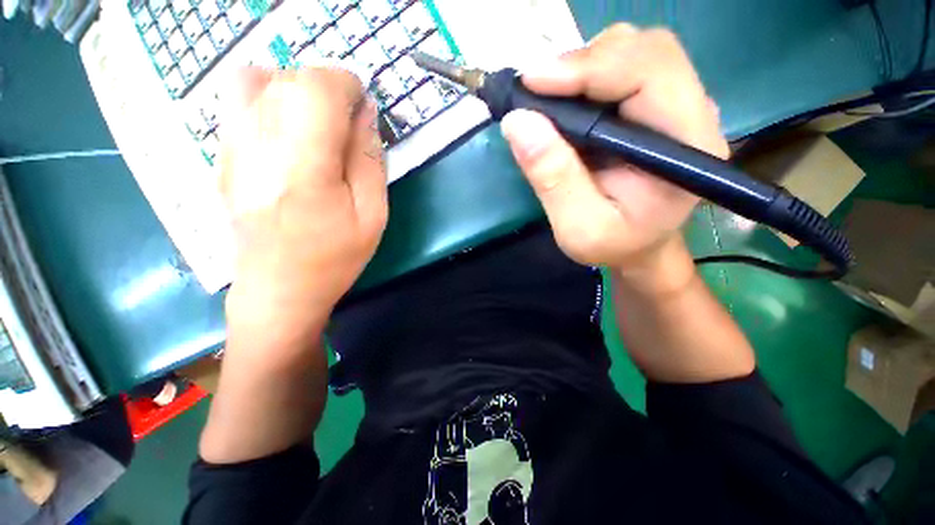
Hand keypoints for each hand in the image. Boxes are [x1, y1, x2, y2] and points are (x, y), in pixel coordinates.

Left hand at [220, 68, 387, 349]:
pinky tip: (289, 134)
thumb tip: (365, 113)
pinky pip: (237, 102)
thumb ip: (369, 159)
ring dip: (295, 90)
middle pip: (288, 78)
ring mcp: (231, 148)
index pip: (318, 87)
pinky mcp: (221, 155)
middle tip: (346, 124)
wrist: (277, 289)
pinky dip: (268, 99)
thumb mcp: (372, 214)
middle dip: (326, 89)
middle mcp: (258, 145)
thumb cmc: (334, 257)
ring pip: (256, 79)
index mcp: (304, 165)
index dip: (347, 86)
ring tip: (317, 125)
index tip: (363, 110)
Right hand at [501, 24, 727, 277]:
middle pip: (645, 50)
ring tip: (549, 97)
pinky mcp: (656, 105)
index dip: (589, 68)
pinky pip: (624, 66)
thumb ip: (553, 179)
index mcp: (686, 148)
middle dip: (584, 62)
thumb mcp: (577, 227)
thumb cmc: (613, 245)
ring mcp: (677, 105)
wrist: (638, 246)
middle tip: (537, 91)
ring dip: (584, 65)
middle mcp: (692, 114)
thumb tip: (518, 122)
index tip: (533, 83)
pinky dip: (587, 74)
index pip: (650, 75)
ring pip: (634, 51)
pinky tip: (566, 100)